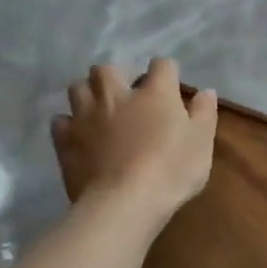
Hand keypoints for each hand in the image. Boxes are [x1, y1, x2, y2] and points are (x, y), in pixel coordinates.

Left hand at [52, 58, 217, 221]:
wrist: (125, 202)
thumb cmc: (172, 170)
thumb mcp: (202, 143)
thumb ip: (204, 113)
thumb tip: (206, 91)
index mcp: (154, 93)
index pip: (162, 65)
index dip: (167, 72)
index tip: (170, 85)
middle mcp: (116, 95)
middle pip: (107, 68)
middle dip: (115, 76)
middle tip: (125, 95)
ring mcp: (86, 115)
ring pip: (77, 88)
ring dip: (87, 94)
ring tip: (98, 110)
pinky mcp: (65, 139)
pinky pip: (61, 121)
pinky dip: (69, 124)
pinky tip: (79, 135)